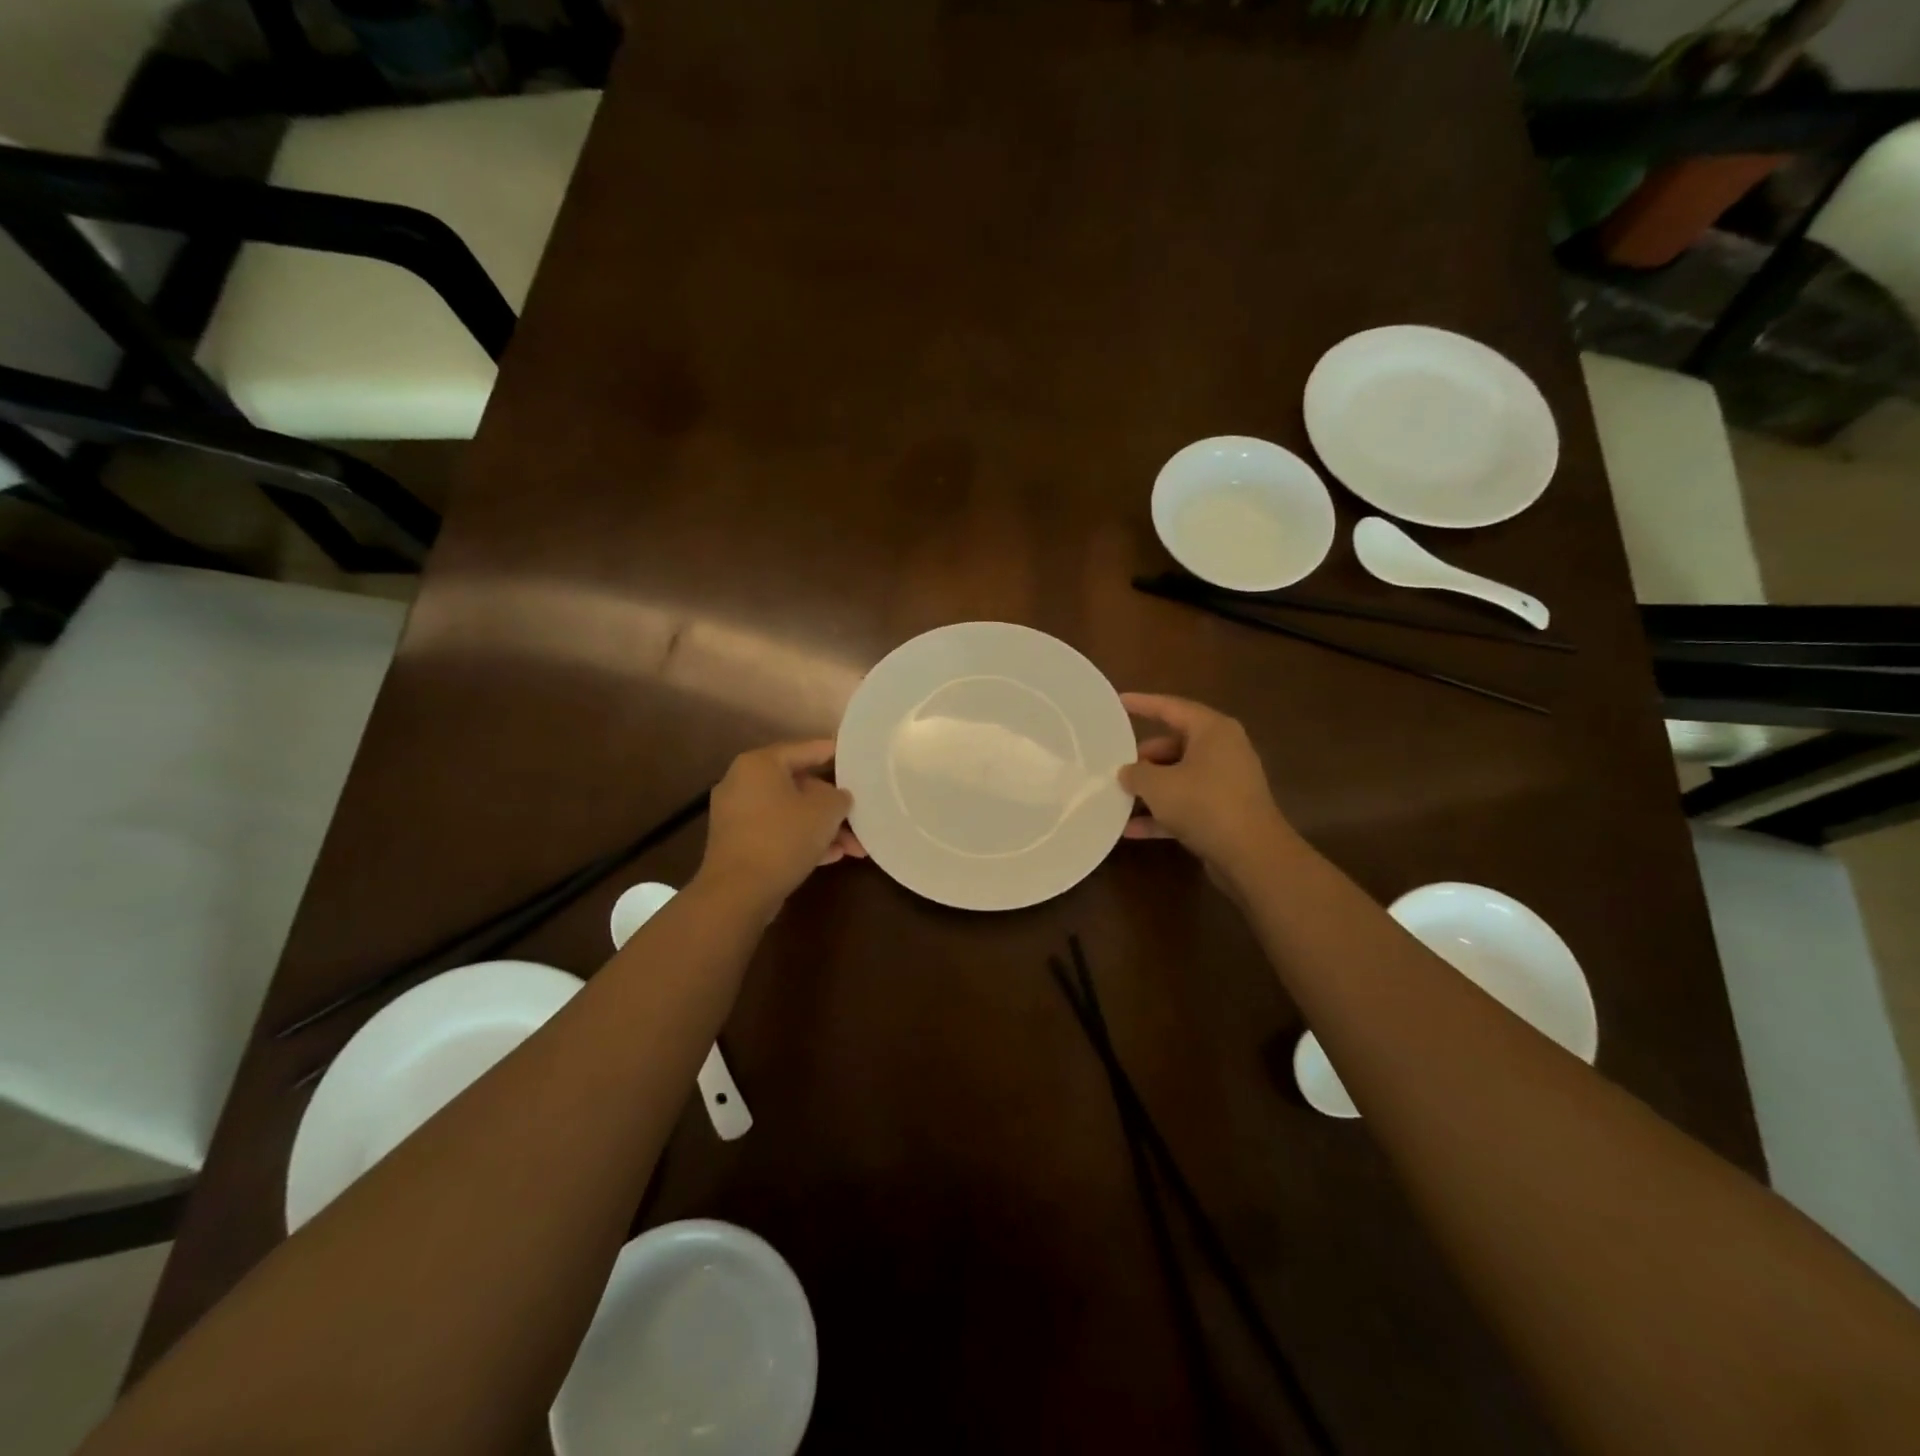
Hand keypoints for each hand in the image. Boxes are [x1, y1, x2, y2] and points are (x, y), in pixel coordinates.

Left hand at [698, 739, 864, 914]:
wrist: (738, 893)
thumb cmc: (783, 838)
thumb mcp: (826, 811)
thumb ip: (839, 797)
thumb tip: (838, 797)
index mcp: (760, 764)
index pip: (805, 749)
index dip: (834, 752)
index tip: (856, 757)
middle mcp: (742, 782)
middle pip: (798, 785)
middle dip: (832, 806)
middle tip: (859, 816)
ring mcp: (736, 815)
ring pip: (790, 813)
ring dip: (822, 828)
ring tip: (855, 847)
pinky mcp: (737, 844)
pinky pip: (777, 832)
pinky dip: (802, 840)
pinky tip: (832, 857)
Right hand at [1119, 693, 1295, 886]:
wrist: (1252, 855)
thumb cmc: (1204, 804)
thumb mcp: (1158, 785)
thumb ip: (1136, 773)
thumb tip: (1127, 772)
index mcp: (1212, 731)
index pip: (1171, 708)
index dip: (1142, 704)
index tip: (1118, 702)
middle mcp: (1223, 750)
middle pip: (1174, 745)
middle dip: (1143, 758)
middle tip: (1114, 765)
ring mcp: (1226, 783)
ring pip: (1179, 777)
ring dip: (1150, 790)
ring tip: (1117, 797)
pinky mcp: (1225, 812)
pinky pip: (1186, 805)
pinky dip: (1162, 814)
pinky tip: (1131, 830)